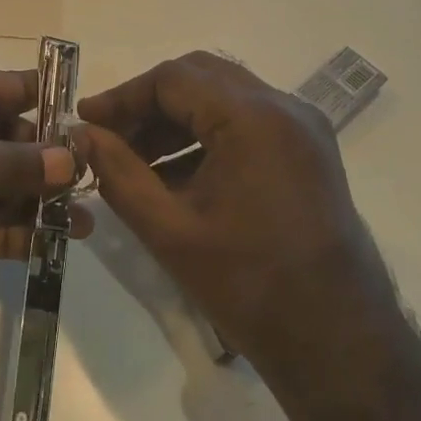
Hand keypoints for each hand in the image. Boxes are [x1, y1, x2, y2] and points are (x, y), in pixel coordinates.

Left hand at [0, 66, 84, 370]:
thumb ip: (14, 164)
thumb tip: (74, 159)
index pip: (5, 89)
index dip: (47, 105)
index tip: (90, 127)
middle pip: (2, 143)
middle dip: (44, 165)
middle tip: (92, 187)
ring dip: (31, 205)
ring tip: (82, 225)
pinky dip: (3, 234)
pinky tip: (46, 245)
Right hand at [76, 52, 420, 420]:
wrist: (337, 342)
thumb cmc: (249, 285)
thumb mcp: (169, 229)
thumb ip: (118, 173)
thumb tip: (82, 135)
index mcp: (254, 117)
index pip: (173, 78)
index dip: (123, 97)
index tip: (86, 124)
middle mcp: (285, 107)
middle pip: (201, 78)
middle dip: (148, 104)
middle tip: (109, 138)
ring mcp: (303, 128)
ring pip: (224, 98)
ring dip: (176, 121)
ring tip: (134, 162)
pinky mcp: (309, 152)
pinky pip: (247, 123)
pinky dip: (206, 137)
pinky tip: (175, 176)